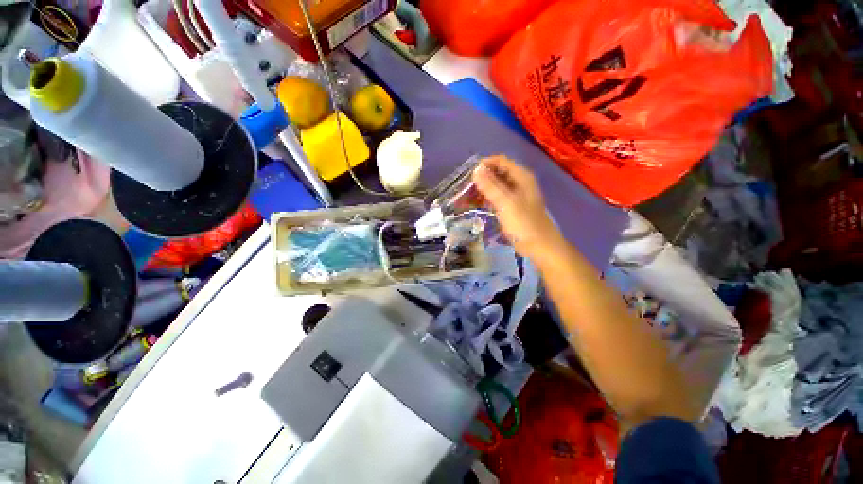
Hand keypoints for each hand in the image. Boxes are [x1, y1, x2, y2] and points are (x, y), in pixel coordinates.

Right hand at [472, 156, 562, 261]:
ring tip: (467, 196)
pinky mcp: (512, 207)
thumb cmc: (523, 224)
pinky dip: (487, 198)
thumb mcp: (505, 203)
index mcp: (521, 177)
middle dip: (481, 178)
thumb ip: (490, 186)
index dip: (484, 164)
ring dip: (482, 189)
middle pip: (498, 172)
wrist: (539, 247)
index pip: (500, 161)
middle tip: (465, 187)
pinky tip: (477, 204)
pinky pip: (497, 197)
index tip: (468, 174)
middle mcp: (519, 182)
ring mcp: (516, 195)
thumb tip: (476, 169)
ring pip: (496, 186)